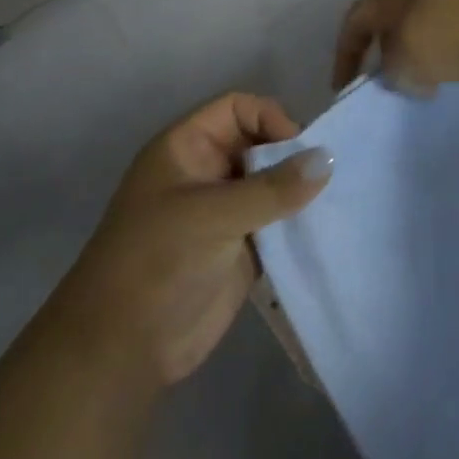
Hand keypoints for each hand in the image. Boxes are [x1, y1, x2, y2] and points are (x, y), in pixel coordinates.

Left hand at [49, 94, 332, 387]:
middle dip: (291, 155)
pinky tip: (325, 228)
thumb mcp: (212, 216)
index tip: (300, 148)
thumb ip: (272, 188)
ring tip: (336, 199)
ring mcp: (224, 212)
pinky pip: (276, 222)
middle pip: (259, 143)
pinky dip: (298, 223)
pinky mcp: (240, 249)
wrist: (122, 350)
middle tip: (329, 176)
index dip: (269, 118)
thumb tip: (328, 158)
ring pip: (271, 184)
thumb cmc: (156, 262)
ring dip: (298, 190)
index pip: (236, 109)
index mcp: (186, 148)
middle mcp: (206, 173)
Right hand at [332, 0, 458, 96]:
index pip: (356, 17)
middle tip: (381, 73)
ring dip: (416, 37)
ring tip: (423, 68)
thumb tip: (398, 70)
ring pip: (424, 8)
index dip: (345, 52)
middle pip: (389, 9)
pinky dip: (451, 32)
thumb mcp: (410, 61)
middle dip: (380, 43)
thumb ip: (391, 68)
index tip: (343, 85)